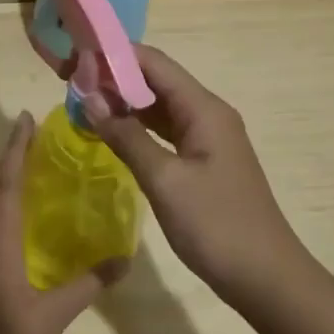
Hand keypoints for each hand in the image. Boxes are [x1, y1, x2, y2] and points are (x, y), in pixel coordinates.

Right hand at [84, 46, 312, 299]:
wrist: (265, 277)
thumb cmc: (216, 225)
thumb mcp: (164, 180)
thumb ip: (126, 136)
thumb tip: (89, 98)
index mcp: (203, 109)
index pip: (153, 63)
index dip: (113, 56)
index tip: (73, 60)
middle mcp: (207, 114)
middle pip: (156, 80)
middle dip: (113, 77)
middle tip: (69, 83)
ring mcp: (208, 138)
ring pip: (159, 107)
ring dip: (123, 102)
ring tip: (82, 103)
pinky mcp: (204, 161)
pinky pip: (165, 131)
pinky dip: (137, 128)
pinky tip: (111, 133)